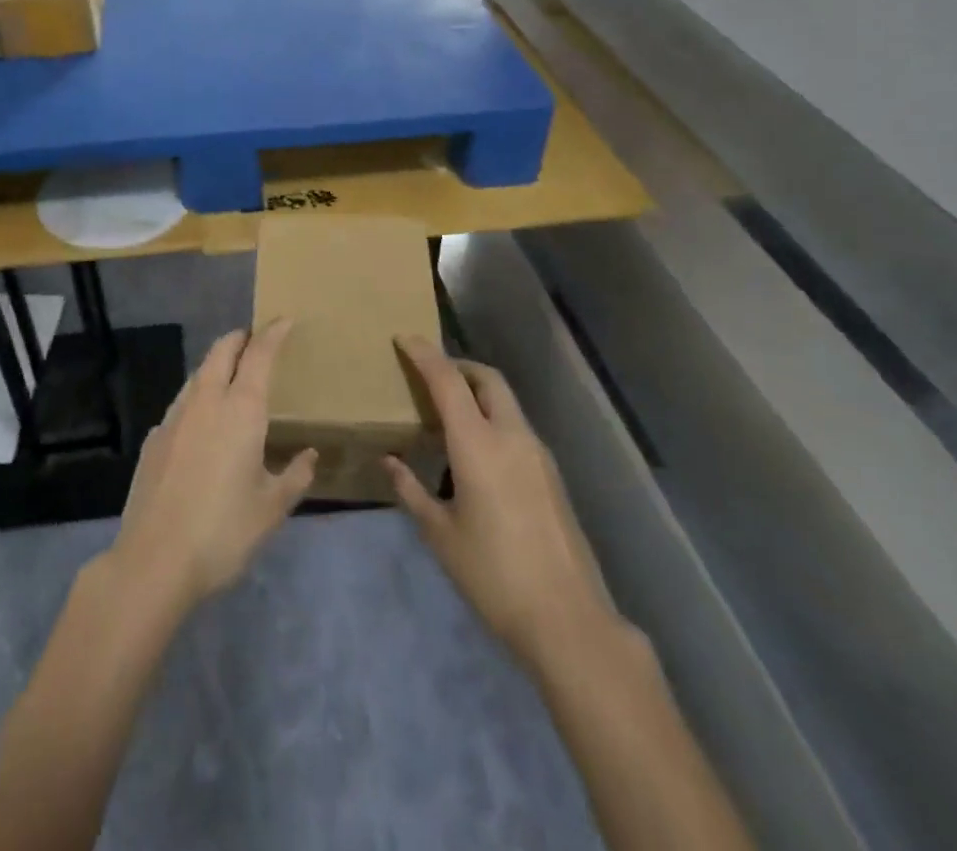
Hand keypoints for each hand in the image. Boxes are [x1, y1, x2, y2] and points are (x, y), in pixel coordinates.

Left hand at [107, 324, 315, 616]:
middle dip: (240, 338)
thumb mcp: (271, 509)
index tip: (283, 320)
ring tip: (231, 376)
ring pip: (198, 373)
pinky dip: (197, 396)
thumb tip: (308, 455)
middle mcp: (206, 401)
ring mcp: (174, 417)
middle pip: (222, 351)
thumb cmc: (224, 531)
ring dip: (216, 364)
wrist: (154, 561)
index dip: (273, 333)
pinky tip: (201, 421)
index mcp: (241, 410)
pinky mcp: (154, 438)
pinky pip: (181, 402)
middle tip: (255, 339)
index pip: (259, 355)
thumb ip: (295, 476)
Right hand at [385, 336, 613, 672]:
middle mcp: (512, 436)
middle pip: (487, 378)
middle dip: (458, 365)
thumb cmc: (492, 574)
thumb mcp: (440, 534)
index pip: (448, 381)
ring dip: (478, 393)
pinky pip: (517, 427)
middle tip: (430, 374)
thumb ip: (411, 490)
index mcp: (478, 444)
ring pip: (506, 401)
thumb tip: (390, 462)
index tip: (404, 338)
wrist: (567, 619)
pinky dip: (493, 419)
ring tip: (449, 415)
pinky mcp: (552, 475)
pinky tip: (477, 452)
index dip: (424, 354)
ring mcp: (538, 454)